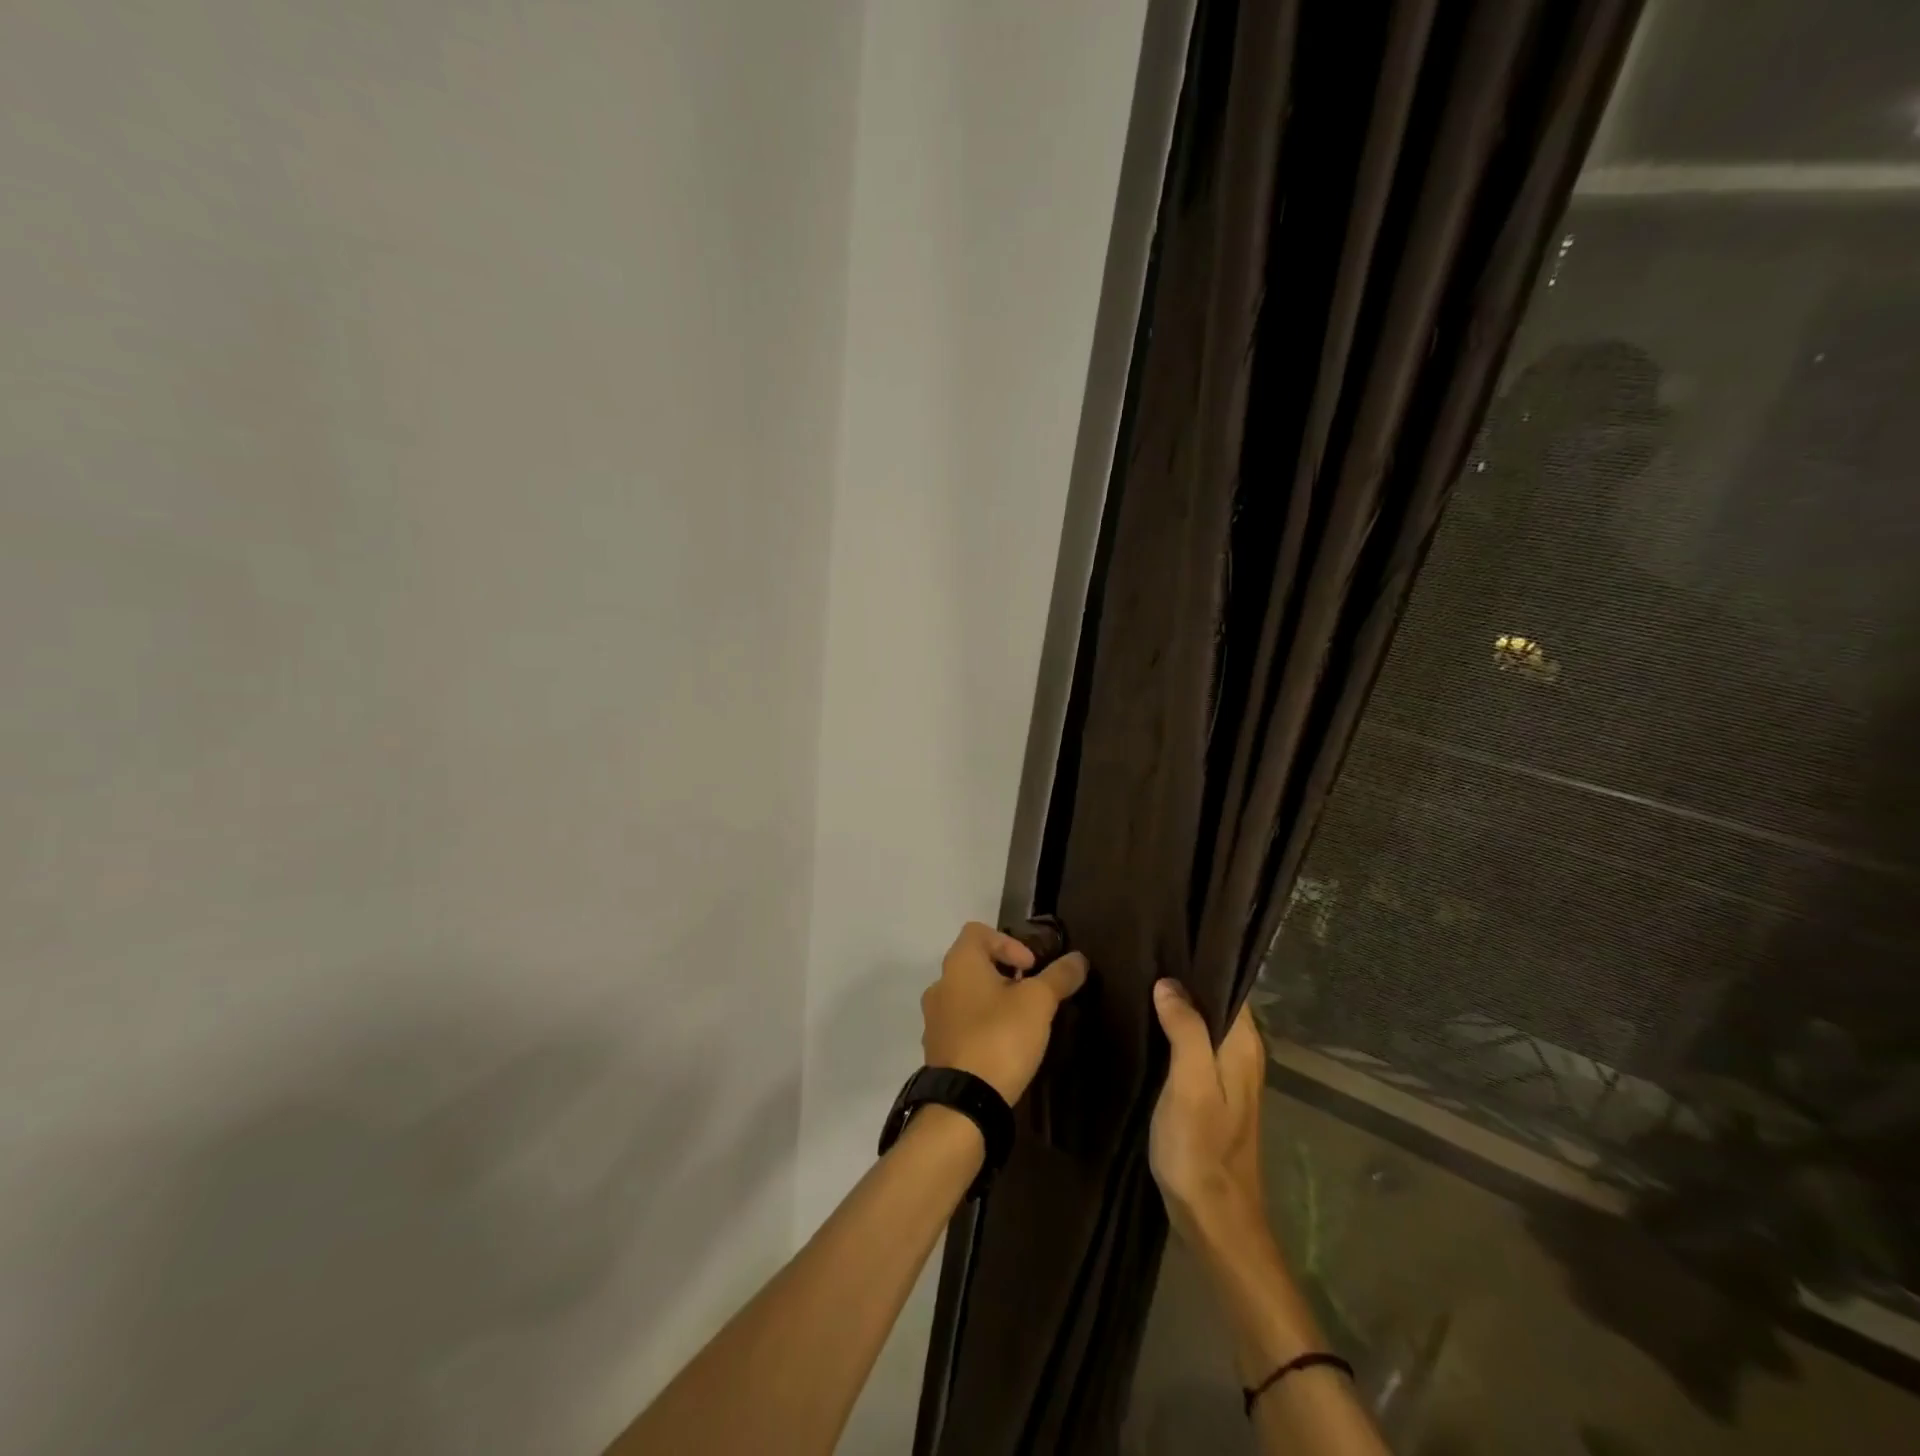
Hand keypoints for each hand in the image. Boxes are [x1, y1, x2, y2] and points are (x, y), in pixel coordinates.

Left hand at [920, 922, 1088, 1104]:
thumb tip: (1078, 958)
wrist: (964, 1102)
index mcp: (959, 963)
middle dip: (1005, 974)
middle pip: (974, 963)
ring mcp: (934, 1018)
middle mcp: (940, 984)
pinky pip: (961, 1024)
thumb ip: (1059, 976)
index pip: (978, 932)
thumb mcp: (1039, 1002)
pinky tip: (1003, 1046)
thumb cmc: (1000, 1037)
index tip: (1031, 968)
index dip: (1009, 942)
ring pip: (967, 995)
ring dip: (993, 1001)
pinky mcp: (937, 1048)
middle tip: (1031, 995)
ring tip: (1020, 1023)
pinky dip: (981, 1026)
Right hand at [1148, 981, 1267, 1241]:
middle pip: (1216, 1001)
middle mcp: (1242, 1053)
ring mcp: (1228, 1074)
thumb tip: (1169, 984)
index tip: (1164, 942)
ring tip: (1138, 982)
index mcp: (1243, 1046)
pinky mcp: (1211, 1091)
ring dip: (1177, 1006)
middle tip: (1141, 958)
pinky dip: (1174, 1030)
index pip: (1229, 986)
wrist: (1214, 1219)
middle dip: (1184, 980)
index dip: (1200, 963)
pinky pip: (1195, 1044)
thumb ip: (1185, 1032)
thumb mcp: (1190, 1086)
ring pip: (1204, 1022)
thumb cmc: (1201, 1149)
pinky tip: (1146, 1024)